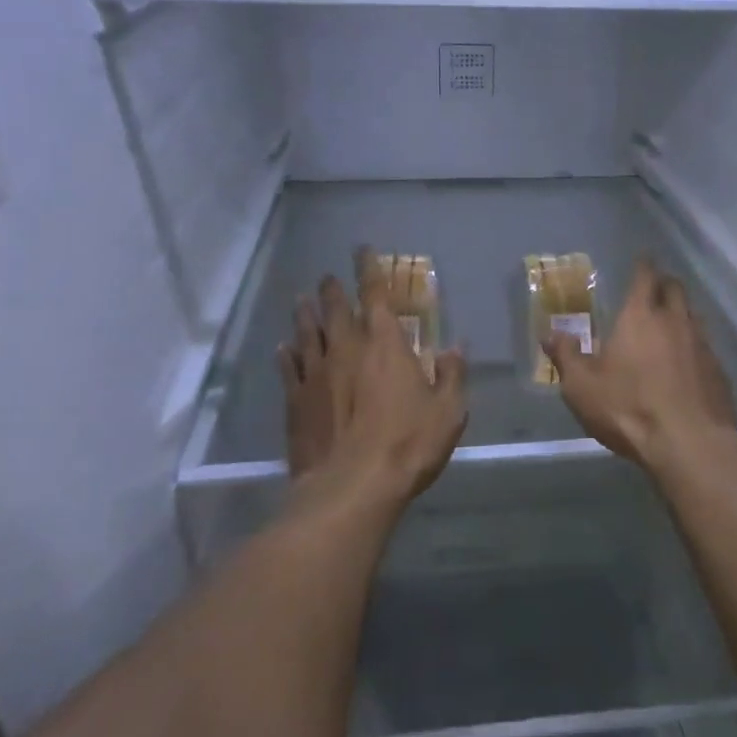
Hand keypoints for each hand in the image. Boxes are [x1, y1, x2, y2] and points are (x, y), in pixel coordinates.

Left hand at [278, 249, 467, 513]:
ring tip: (301, 300)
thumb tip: (455, 346)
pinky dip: (286, 355)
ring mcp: (316, 374)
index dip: (369, 269)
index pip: (375, 294)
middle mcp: (346, 348)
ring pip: (307, 333)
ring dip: (305, 314)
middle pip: (336, 309)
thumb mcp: (448, 410)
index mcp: (385, 344)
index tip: (361, 250)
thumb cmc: (408, 443)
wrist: (352, 486)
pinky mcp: (296, 402)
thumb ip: (451, 374)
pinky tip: (282, 348)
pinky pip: (288, 369)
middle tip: (327, 277)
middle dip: (332, 289)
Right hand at [545, 258, 736, 477]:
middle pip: (675, 288)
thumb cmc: (628, 408)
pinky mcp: (719, 371)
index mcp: (640, 316)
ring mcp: (702, 345)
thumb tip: (550, 334)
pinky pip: (705, 347)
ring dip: (680, 314)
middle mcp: (675, 321)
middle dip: (664, 284)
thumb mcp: (581, 386)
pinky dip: (693, 346)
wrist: (689, 445)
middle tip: (652, 290)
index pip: (645, 276)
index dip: (643, 265)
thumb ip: (566, 356)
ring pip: (693, 316)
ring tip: (667, 325)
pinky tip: (685, 364)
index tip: (641, 259)